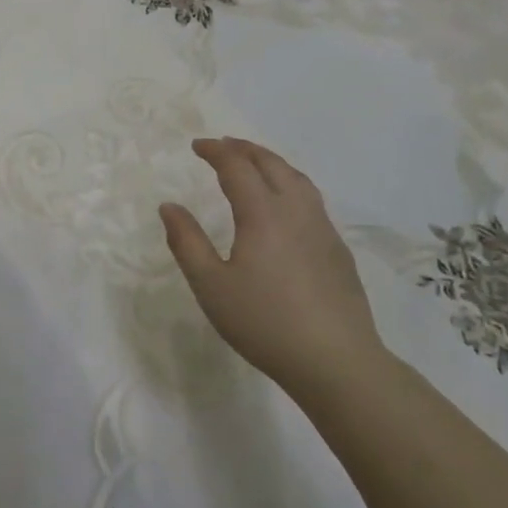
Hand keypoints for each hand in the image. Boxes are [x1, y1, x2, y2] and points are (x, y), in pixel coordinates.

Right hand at [160, 137, 385, 405]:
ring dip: (271, 162)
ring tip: (254, 164)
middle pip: (272, 164)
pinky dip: (291, 184)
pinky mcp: (338, 250)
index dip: (216, 151)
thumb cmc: (264, 322)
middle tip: (223, 145)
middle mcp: (296, 211)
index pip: (237, 167)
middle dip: (245, 149)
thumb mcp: (210, 286)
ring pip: (298, 179)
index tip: (197, 146)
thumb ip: (187, 242)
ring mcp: (323, 229)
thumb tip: (169, 207)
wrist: (337, 362)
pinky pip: (312, 199)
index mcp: (263, 214)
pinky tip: (285, 205)